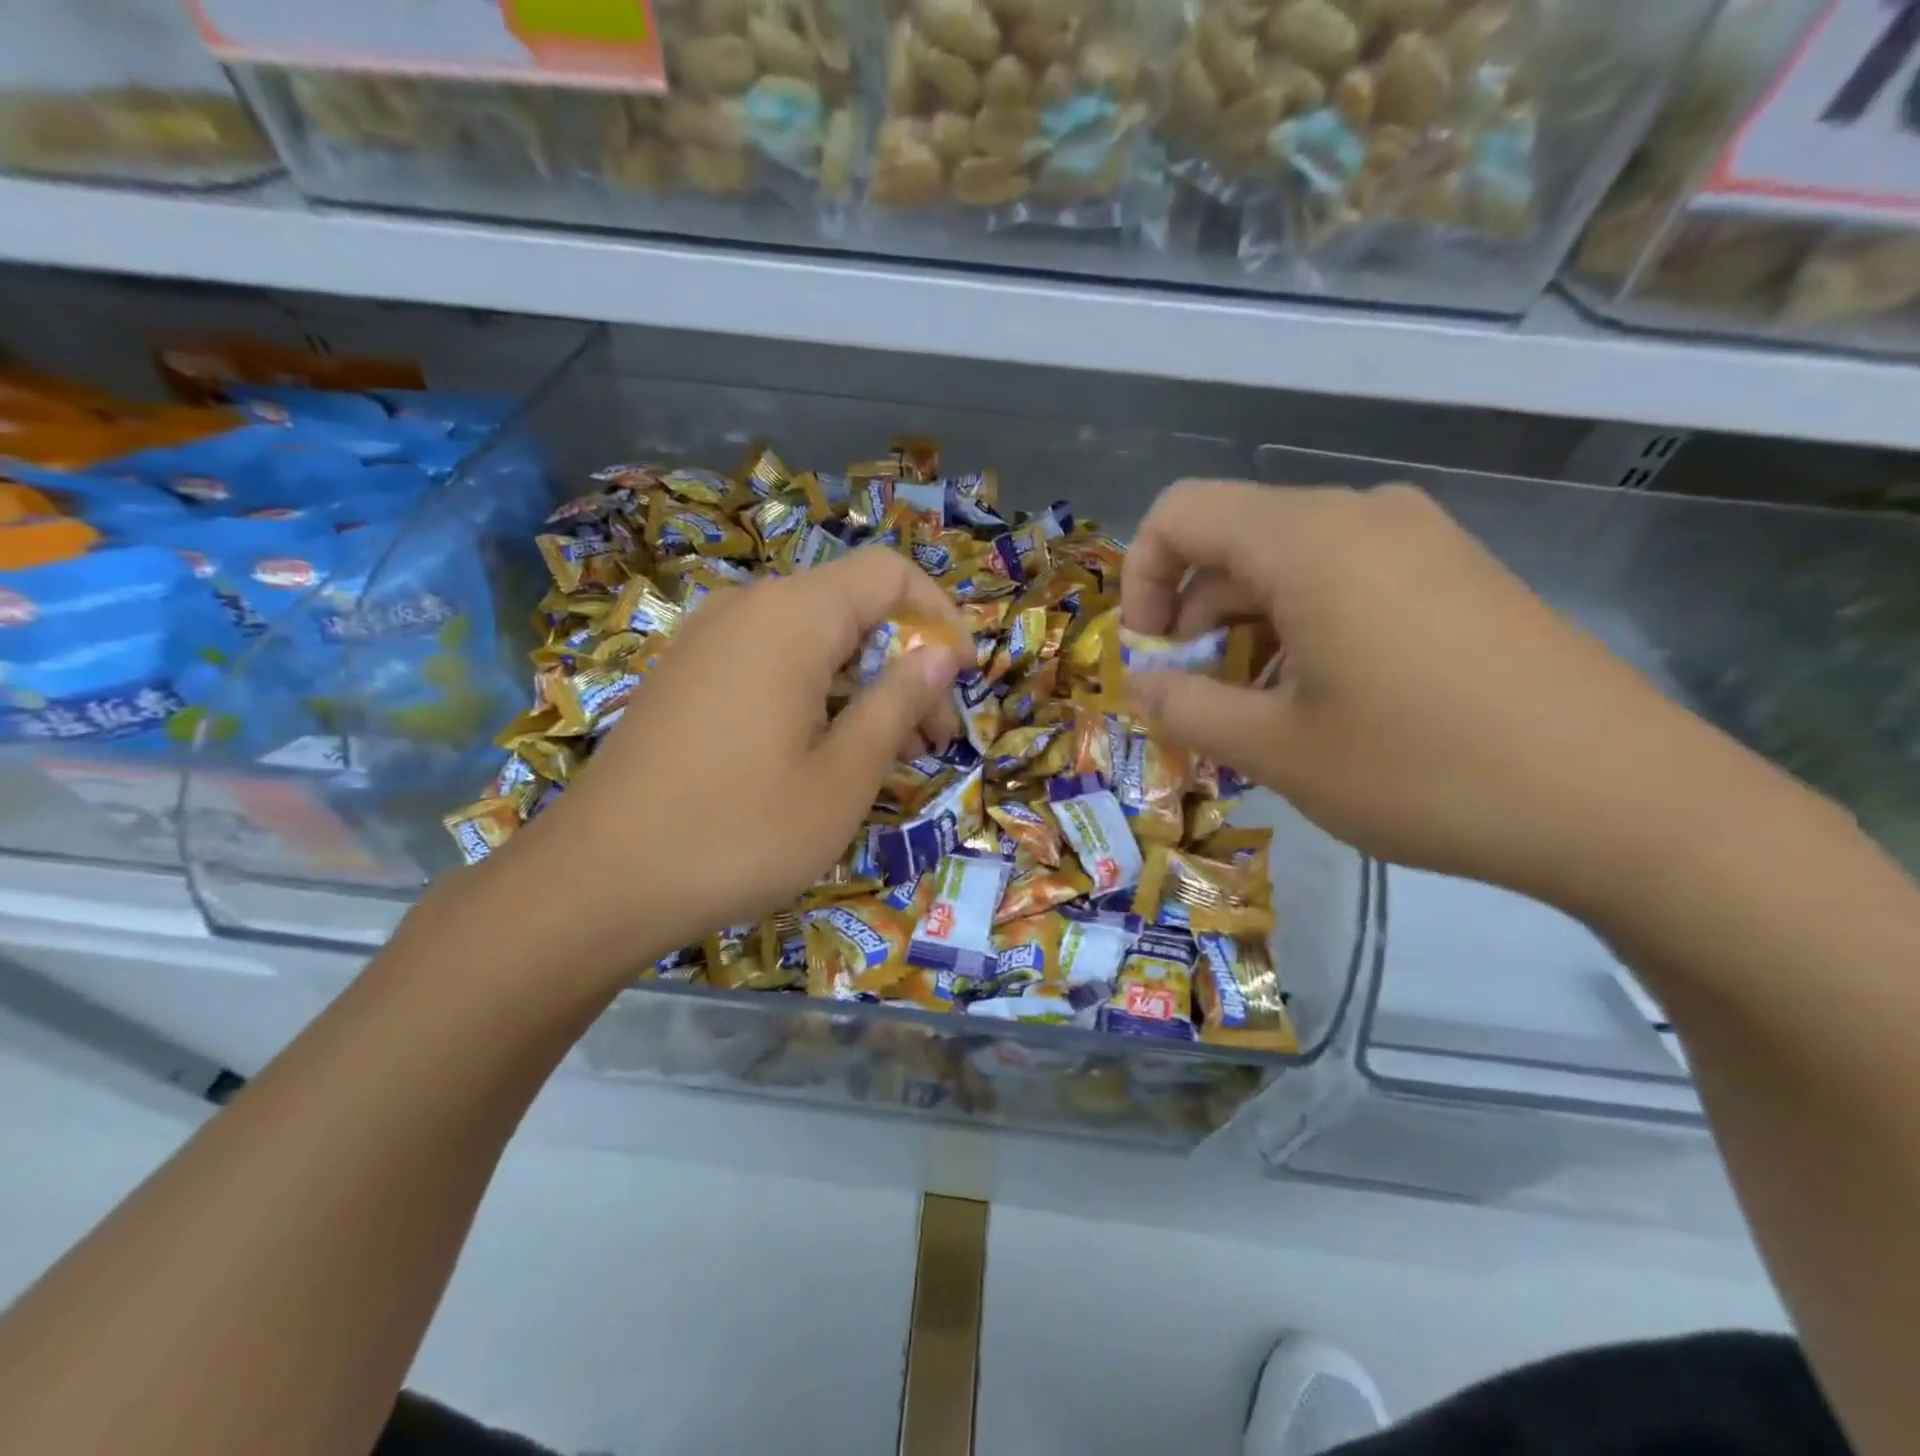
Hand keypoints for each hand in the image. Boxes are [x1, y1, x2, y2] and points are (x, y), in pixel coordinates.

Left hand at [451, 548, 965, 986]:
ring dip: (863, 685)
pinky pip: (770, 664)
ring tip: (884, 756)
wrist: (598, 881)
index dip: (940, 617)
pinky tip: (822, 755)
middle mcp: (746, 609)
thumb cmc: (740, 830)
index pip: (889, 572)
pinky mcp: (685, 679)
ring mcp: (706, 642)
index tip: (959, 683)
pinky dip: (815, 694)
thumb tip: (938, 655)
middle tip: (930, 742)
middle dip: (905, 663)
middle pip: (852, 608)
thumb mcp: (843, 776)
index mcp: (791, 617)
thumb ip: (898, 702)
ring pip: (812, 640)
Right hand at [1121, 480, 1744, 910]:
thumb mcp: (1278, 750)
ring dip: (1247, 631)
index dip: (1140, 581)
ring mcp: (1420, 541)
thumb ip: (1186, 709)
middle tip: (1197, 703)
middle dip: (1193, 620)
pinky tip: (1324, 701)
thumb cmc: (1424, 769)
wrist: (1626, 803)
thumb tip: (1139, 687)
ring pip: (1289, 566)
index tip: (1149, 659)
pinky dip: (1304, 630)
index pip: (1181, 514)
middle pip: (1233, 542)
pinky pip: (1346, 581)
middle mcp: (1363, 517)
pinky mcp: (1457, 575)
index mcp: (1309, 540)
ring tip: (1259, 713)